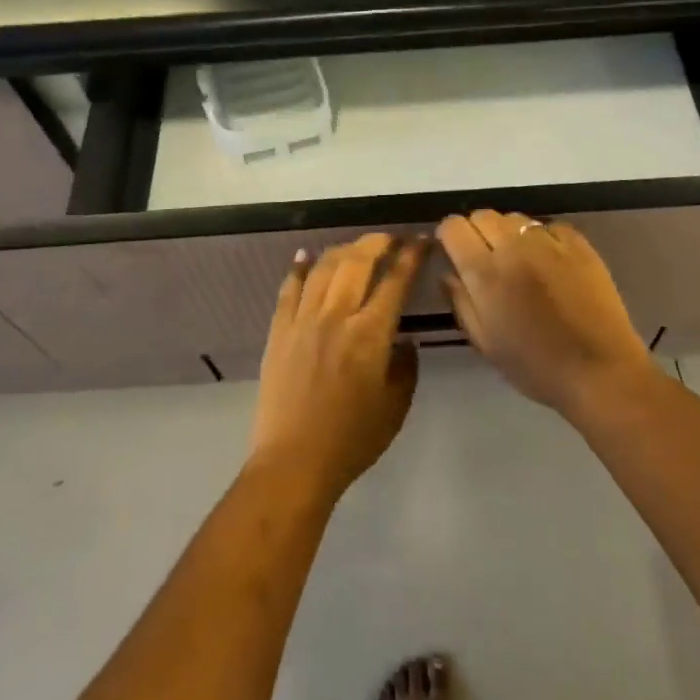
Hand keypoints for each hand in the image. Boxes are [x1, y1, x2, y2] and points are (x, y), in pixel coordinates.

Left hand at [249, 233, 427, 495]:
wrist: (295, 461)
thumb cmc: (353, 439)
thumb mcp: (396, 405)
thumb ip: (405, 366)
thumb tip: (403, 340)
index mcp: (370, 334)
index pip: (395, 280)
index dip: (411, 256)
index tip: (420, 241)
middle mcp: (337, 315)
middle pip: (358, 261)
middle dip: (378, 242)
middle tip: (391, 239)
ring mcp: (303, 319)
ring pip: (324, 267)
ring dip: (343, 249)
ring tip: (356, 247)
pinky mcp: (279, 330)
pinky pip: (289, 288)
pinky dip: (299, 267)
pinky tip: (306, 255)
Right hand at [437, 210, 653, 415]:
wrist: (600, 372)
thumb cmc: (536, 366)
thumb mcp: (485, 343)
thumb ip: (461, 302)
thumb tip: (448, 273)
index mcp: (485, 273)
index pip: (453, 227)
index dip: (449, 237)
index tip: (454, 253)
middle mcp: (514, 247)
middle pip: (483, 215)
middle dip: (477, 232)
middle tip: (486, 260)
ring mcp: (549, 242)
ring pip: (515, 218)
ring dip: (509, 234)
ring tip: (519, 261)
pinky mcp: (579, 244)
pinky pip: (549, 227)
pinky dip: (542, 238)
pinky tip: (550, 263)